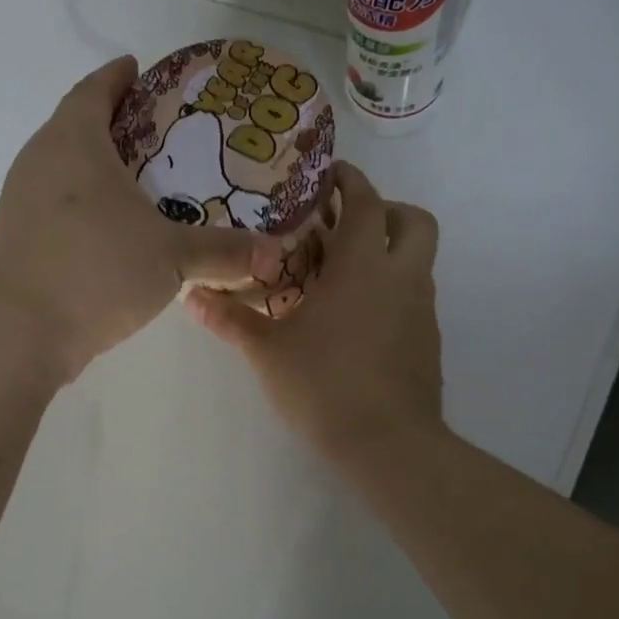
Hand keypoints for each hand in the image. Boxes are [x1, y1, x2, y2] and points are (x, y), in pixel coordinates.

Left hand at [0, 56, 282, 381]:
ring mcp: (20, 200)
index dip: (117, 76)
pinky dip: (82, 202)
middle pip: (75, 125)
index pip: (94, 90)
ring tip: (137, 180)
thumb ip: (224, 251)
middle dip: (112, 122)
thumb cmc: (98, 270)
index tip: (138, 69)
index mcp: (73, 141)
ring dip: (95, 166)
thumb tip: (275, 254)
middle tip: (155, 131)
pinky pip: (54, 203)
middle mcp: (39, 160)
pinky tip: (110, 228)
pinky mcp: (16, 237)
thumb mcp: (171, 257)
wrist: (21, 331)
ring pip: (62, 167)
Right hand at [186, 163, 443, 463]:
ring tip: (343, 275)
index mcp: (362, 266)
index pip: (366, 202)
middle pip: (414, 220)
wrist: (387, 442)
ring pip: (418, 260)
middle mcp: (401, 278)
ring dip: (388, 252)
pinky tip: (357, 320)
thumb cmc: (324, 385)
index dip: (351, 181)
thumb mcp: (267, 351)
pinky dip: (392, 289)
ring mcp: (421, 310)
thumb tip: (190, 296)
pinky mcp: (428, 340)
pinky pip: (414, 296)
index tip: (331, 175)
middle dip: (386, 210)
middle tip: (347, 225)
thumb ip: (230, 319)